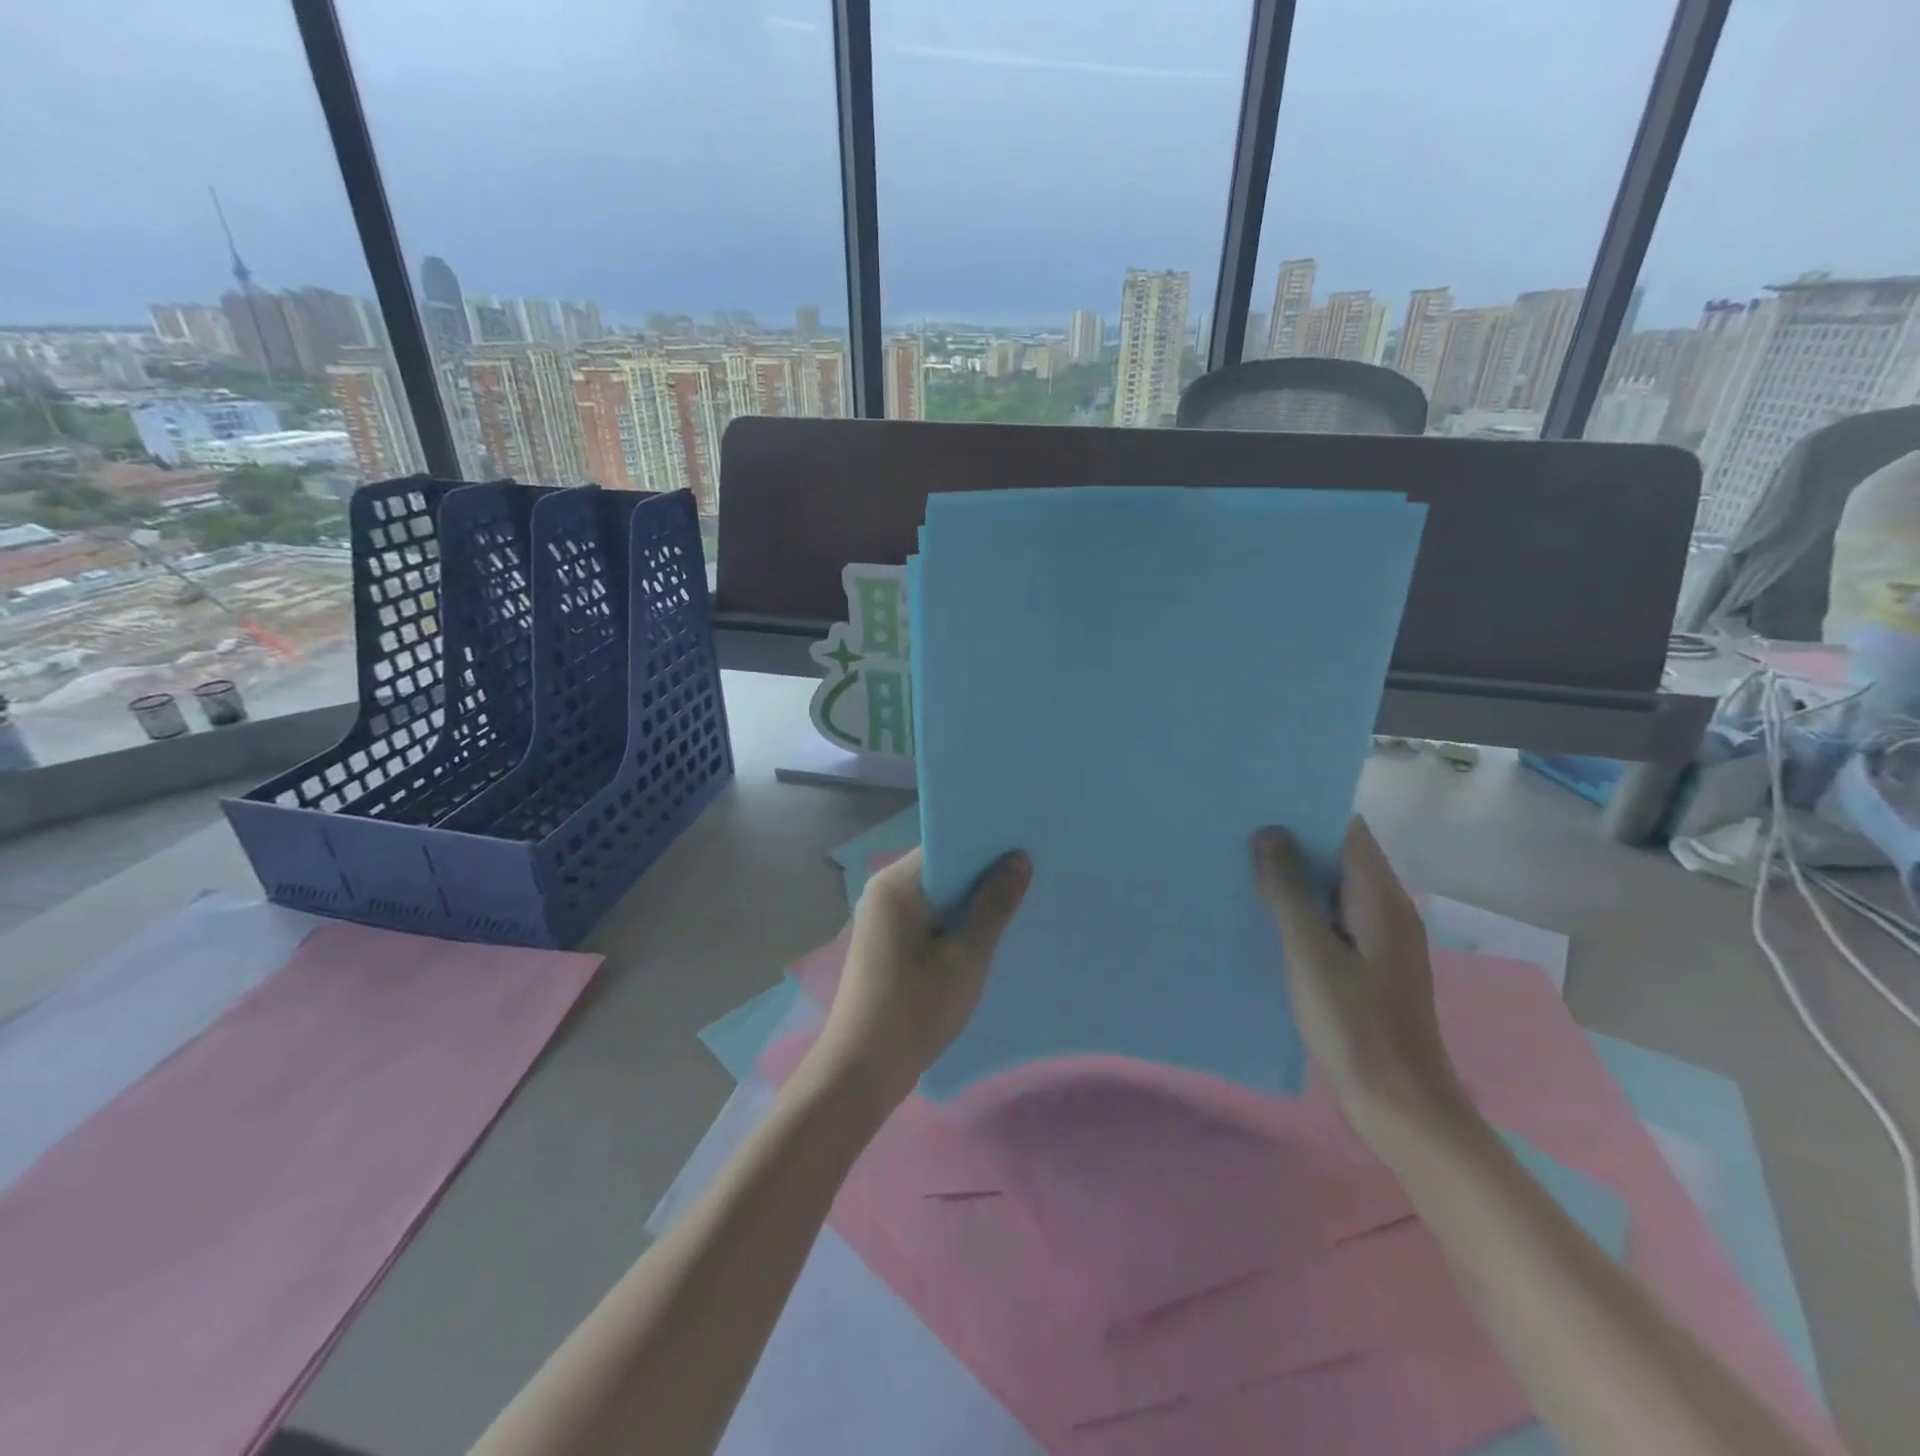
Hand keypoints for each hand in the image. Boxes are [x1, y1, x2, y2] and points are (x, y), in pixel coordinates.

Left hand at [803, 845, 1031, 1114]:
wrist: (861, 1072)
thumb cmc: (915, 1010)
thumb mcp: (966, 957)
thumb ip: (994, 905)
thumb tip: (1018, 858)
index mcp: (896, 884)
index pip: (947, 845)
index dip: (986, 845)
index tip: (1027, 846)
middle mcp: (883, 891)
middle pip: (942, 868)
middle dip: (983, 873)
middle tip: (1033, 874)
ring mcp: (882, 918)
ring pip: (936, 895)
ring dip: (971, 901)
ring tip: (1018, 900)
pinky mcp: (886, 942)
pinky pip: (927, 917)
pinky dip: (954, 921)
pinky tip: (986, 933)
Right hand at [1252, 817, 1470, 1141]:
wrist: (1400, 1106)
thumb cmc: (1354, 1025)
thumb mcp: (1310, 954)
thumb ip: (1287, 891)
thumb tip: (1268, 833)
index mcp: (1381, 898)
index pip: (1347, 830)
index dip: (1306, 811)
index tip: (1259, 802)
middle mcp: (1386, 909)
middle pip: (1339, 856)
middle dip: (1292, 842)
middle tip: (1237, 832)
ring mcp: (1379, 938)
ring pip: (1333, 888)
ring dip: (1294, 877)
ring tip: (1241, 866)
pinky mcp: (1369, 964)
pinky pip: (1332, 918)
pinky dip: (1302, 908)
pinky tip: (1265, 916)